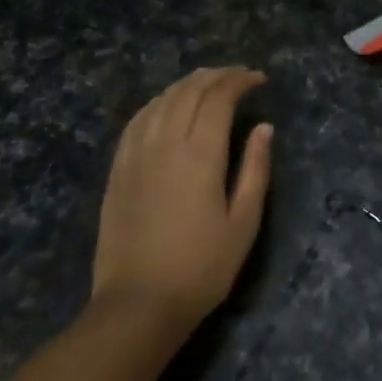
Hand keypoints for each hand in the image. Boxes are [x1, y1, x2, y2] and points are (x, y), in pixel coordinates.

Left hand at [93, 67, 272, 331]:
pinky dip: (157, 103)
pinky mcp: (118, 170)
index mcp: (200, 154)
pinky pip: (137, 120)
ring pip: (161, 101)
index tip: (259, 80)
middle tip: (238, 76)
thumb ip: (255, 168)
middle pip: (189, 91)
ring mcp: (136, 154)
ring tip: (207, 82)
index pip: (219, 97)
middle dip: (216, 76)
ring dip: (186, 84)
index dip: (240, 81)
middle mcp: (165, 143)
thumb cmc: (202, 267)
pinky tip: (166, 105)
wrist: (139, 304)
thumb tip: (263, 128)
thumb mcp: (244, 221)